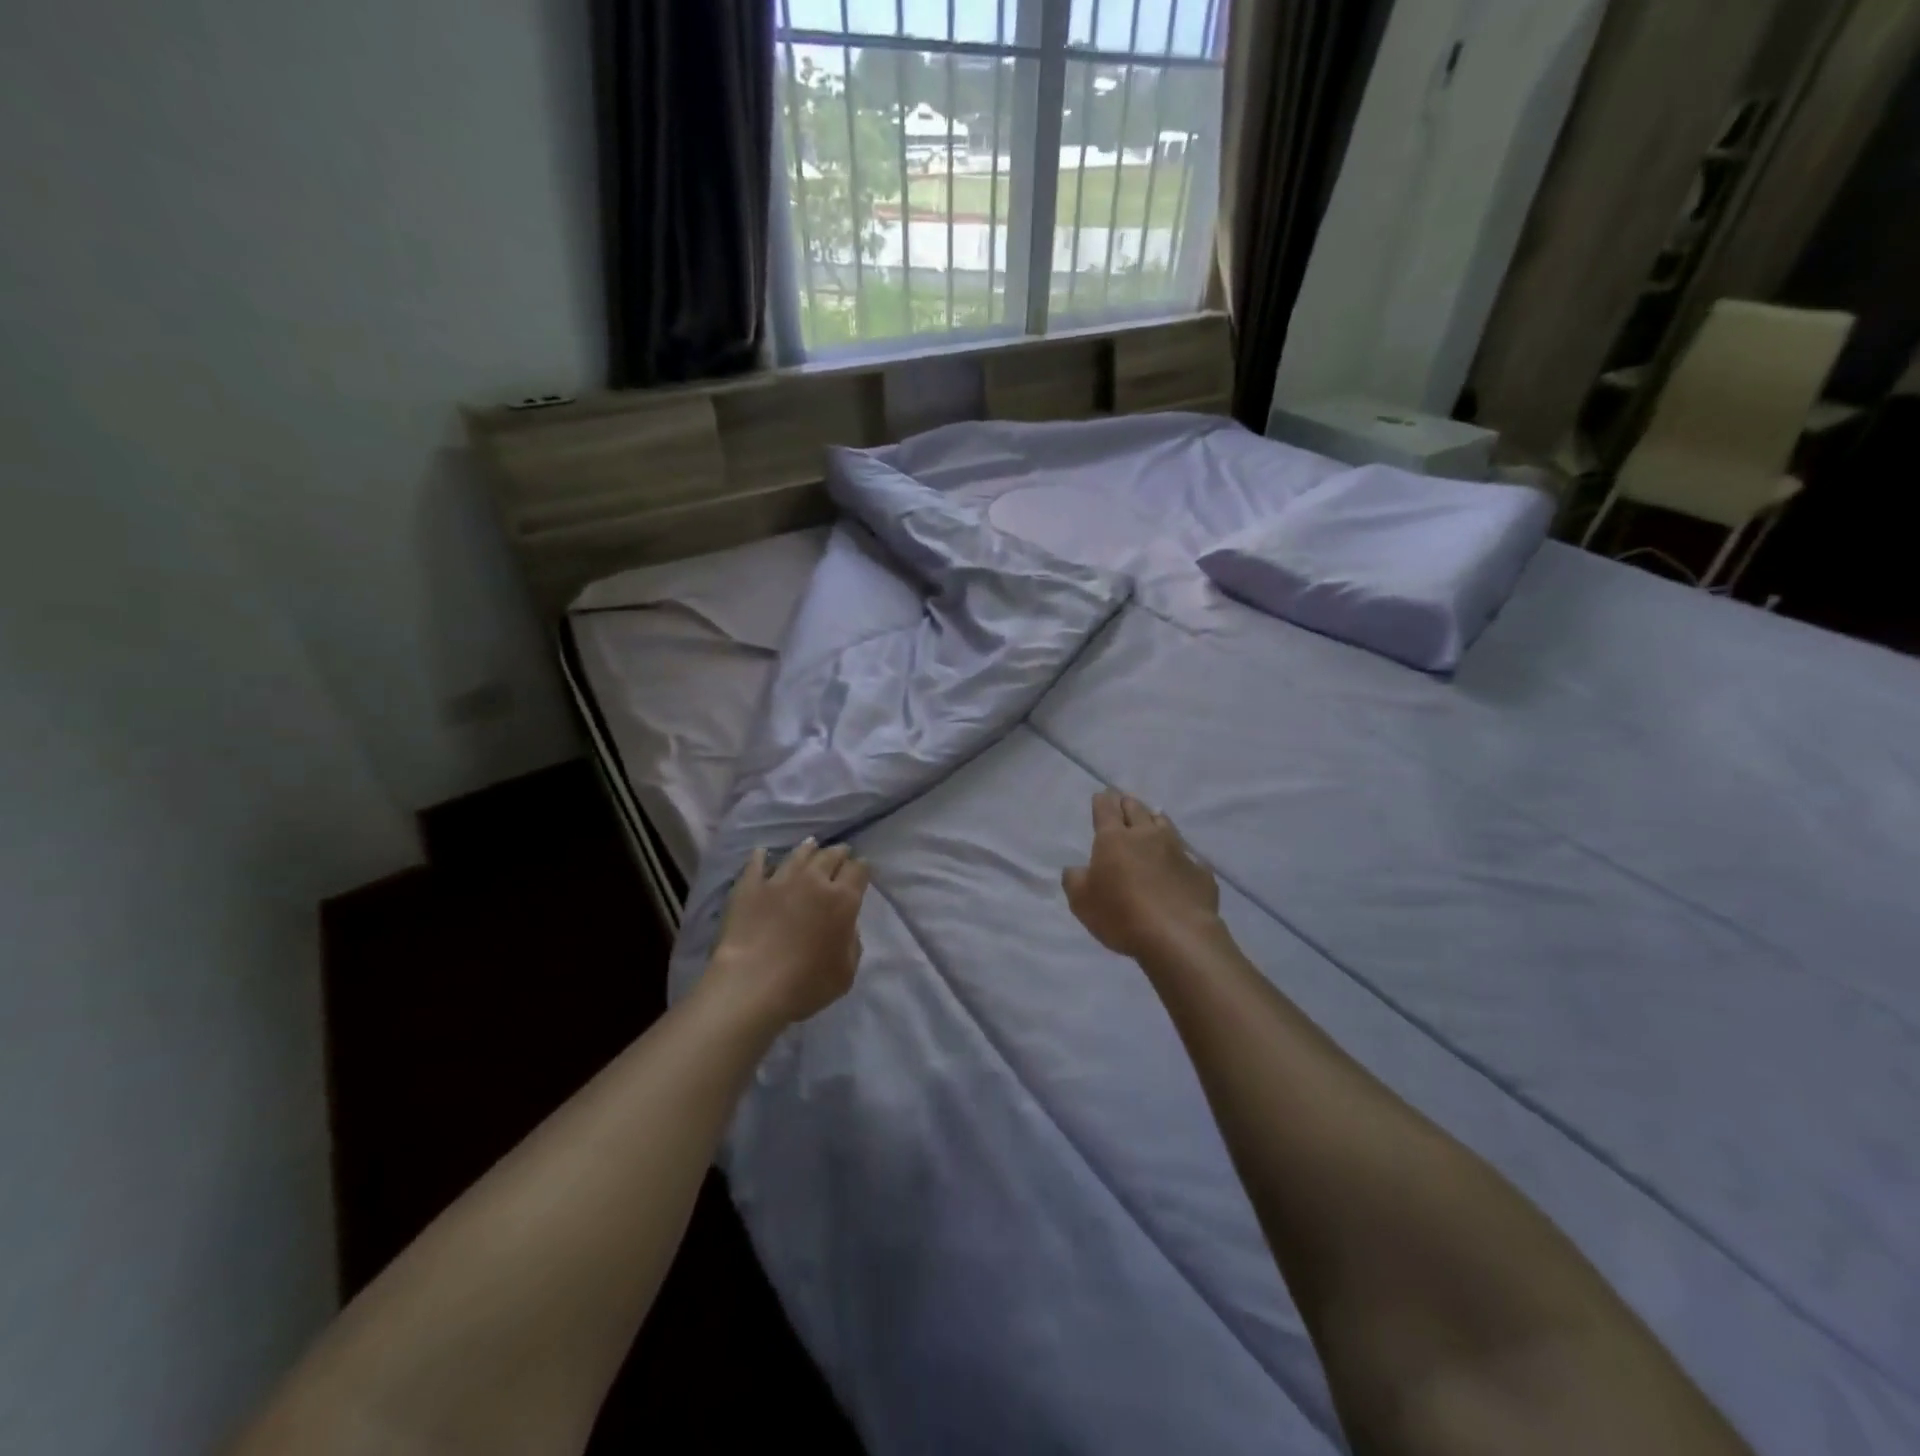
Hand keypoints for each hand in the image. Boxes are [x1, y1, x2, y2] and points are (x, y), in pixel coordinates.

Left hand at [707, 838, 869, 1026]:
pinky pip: (757, 863)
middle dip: (839, 853)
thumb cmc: (805, 984)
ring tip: (811, 845)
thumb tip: (846, 927)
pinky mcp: (749, 887)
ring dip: (808, 849)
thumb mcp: (846, 973)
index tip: (861, 870)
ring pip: (798, 854)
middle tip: (841, 853)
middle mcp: (814, 881)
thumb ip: (852, 944)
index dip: (862, 868)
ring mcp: (779, 880)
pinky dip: (762, 857)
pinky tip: (763, 853)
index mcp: (842, 900)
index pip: (858, 870)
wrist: (752, 985)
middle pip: (830, 856)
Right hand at [1063, 790, 1220, 960]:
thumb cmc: (1121, 915)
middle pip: (1137, 810)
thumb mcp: (1082, 902)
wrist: (1179, 936)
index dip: (1102, 801)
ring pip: (1165, 825)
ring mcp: (1177, 851)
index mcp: (1114, 839)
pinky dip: (1179, 854)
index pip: (1106, 810)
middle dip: (1128, 803)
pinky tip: (1179, 862)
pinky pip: (1187, 855)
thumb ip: (1074, 880)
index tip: (1101, 795)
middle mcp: (1147, 836)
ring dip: (1155, 820)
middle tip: (1124, 802)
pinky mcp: (1200, 871)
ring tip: (1152, 820)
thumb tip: (1076, 869)